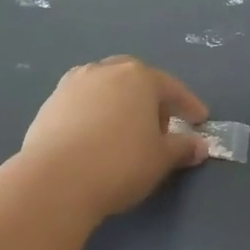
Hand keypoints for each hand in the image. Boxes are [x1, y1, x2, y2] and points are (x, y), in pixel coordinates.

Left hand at [19, 56, 209, 219]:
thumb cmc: (120, 163)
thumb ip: (182, 147)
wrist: (56, 178)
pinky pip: (81, 104)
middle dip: (149, 100)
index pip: (170, 87)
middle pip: (134, 80)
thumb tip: (199, 145)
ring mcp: (72, 85)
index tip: (200, 120)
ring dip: (119, 104)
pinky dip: (94, 115)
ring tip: (126, 132)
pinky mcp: (49, 104)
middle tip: (160, 127)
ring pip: (104, 89)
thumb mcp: (161, 159)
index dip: (188, 105)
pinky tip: (96, 138)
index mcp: (137, 77)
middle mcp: (103, 71)